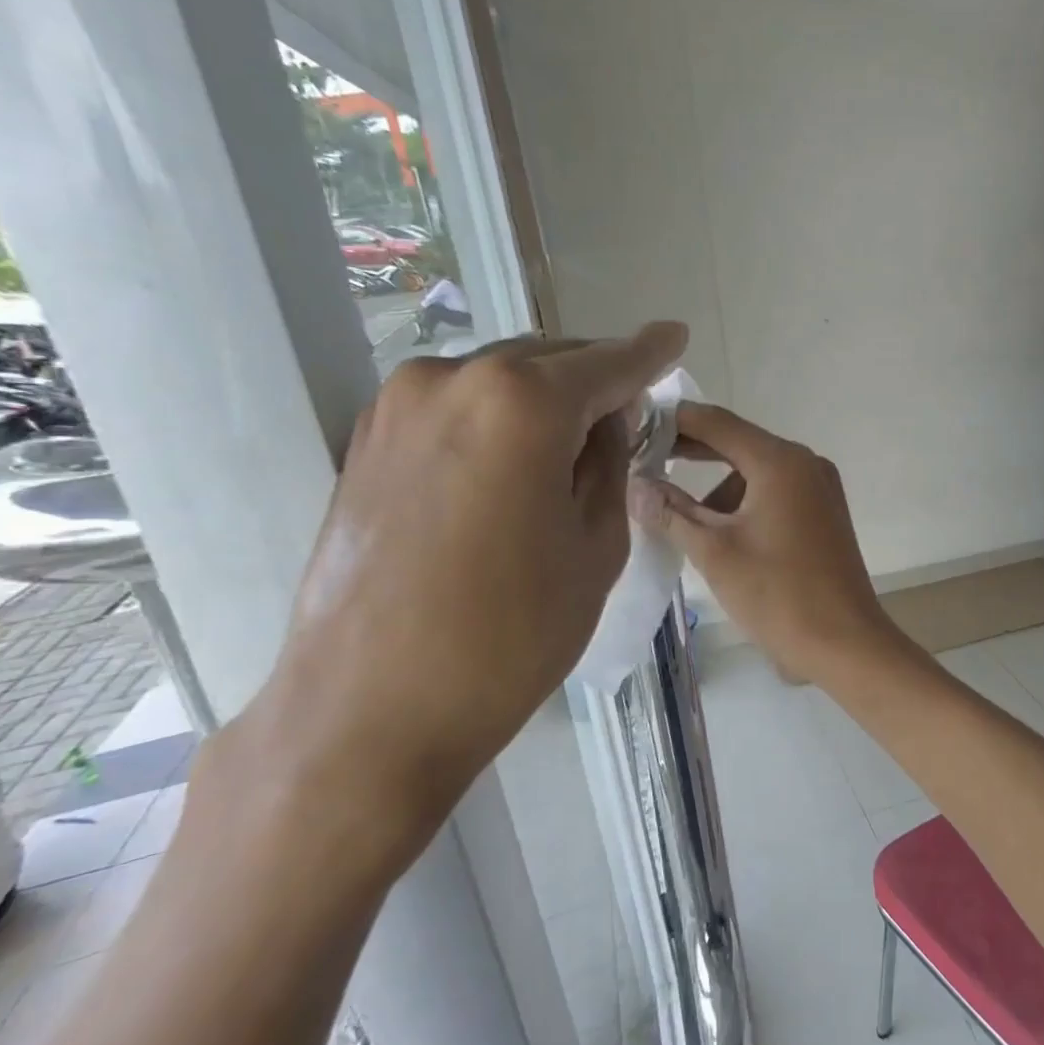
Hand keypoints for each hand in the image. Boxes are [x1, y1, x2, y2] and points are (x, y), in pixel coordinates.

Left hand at [220, 324, 686, 868]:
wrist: (371, 709)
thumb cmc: (509, 636)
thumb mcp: (595, 547)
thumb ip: (610, 464)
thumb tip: (609, 418)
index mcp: (520, 403)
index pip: (606, 363)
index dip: (649, 353)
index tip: (676, 336)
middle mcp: (452, 379)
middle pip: (548, 360)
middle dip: (596, 380)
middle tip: (631, 413)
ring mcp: (398, 404)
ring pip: (499, 379)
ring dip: (545, 400)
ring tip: (574, 445)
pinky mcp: (368, 437)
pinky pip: (457, 405)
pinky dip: (499, 417)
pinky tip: (516, 460)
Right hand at [628, 403, 902, 683]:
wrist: (844, 644)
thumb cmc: (777, 595)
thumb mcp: (714, 552)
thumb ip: (671, 512)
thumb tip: (634, 485)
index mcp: (780, 462)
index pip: (716, 422)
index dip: (673, 422)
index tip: (635, 428)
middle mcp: (805, 463)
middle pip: (738, 444)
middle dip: (692, 453)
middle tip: (646, 463)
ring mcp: (820, 489)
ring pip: (756, 473)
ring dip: (719, 489)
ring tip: (684, 522)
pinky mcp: (825, 514)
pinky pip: (776, 494)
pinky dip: (745, 505)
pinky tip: (722, 537)